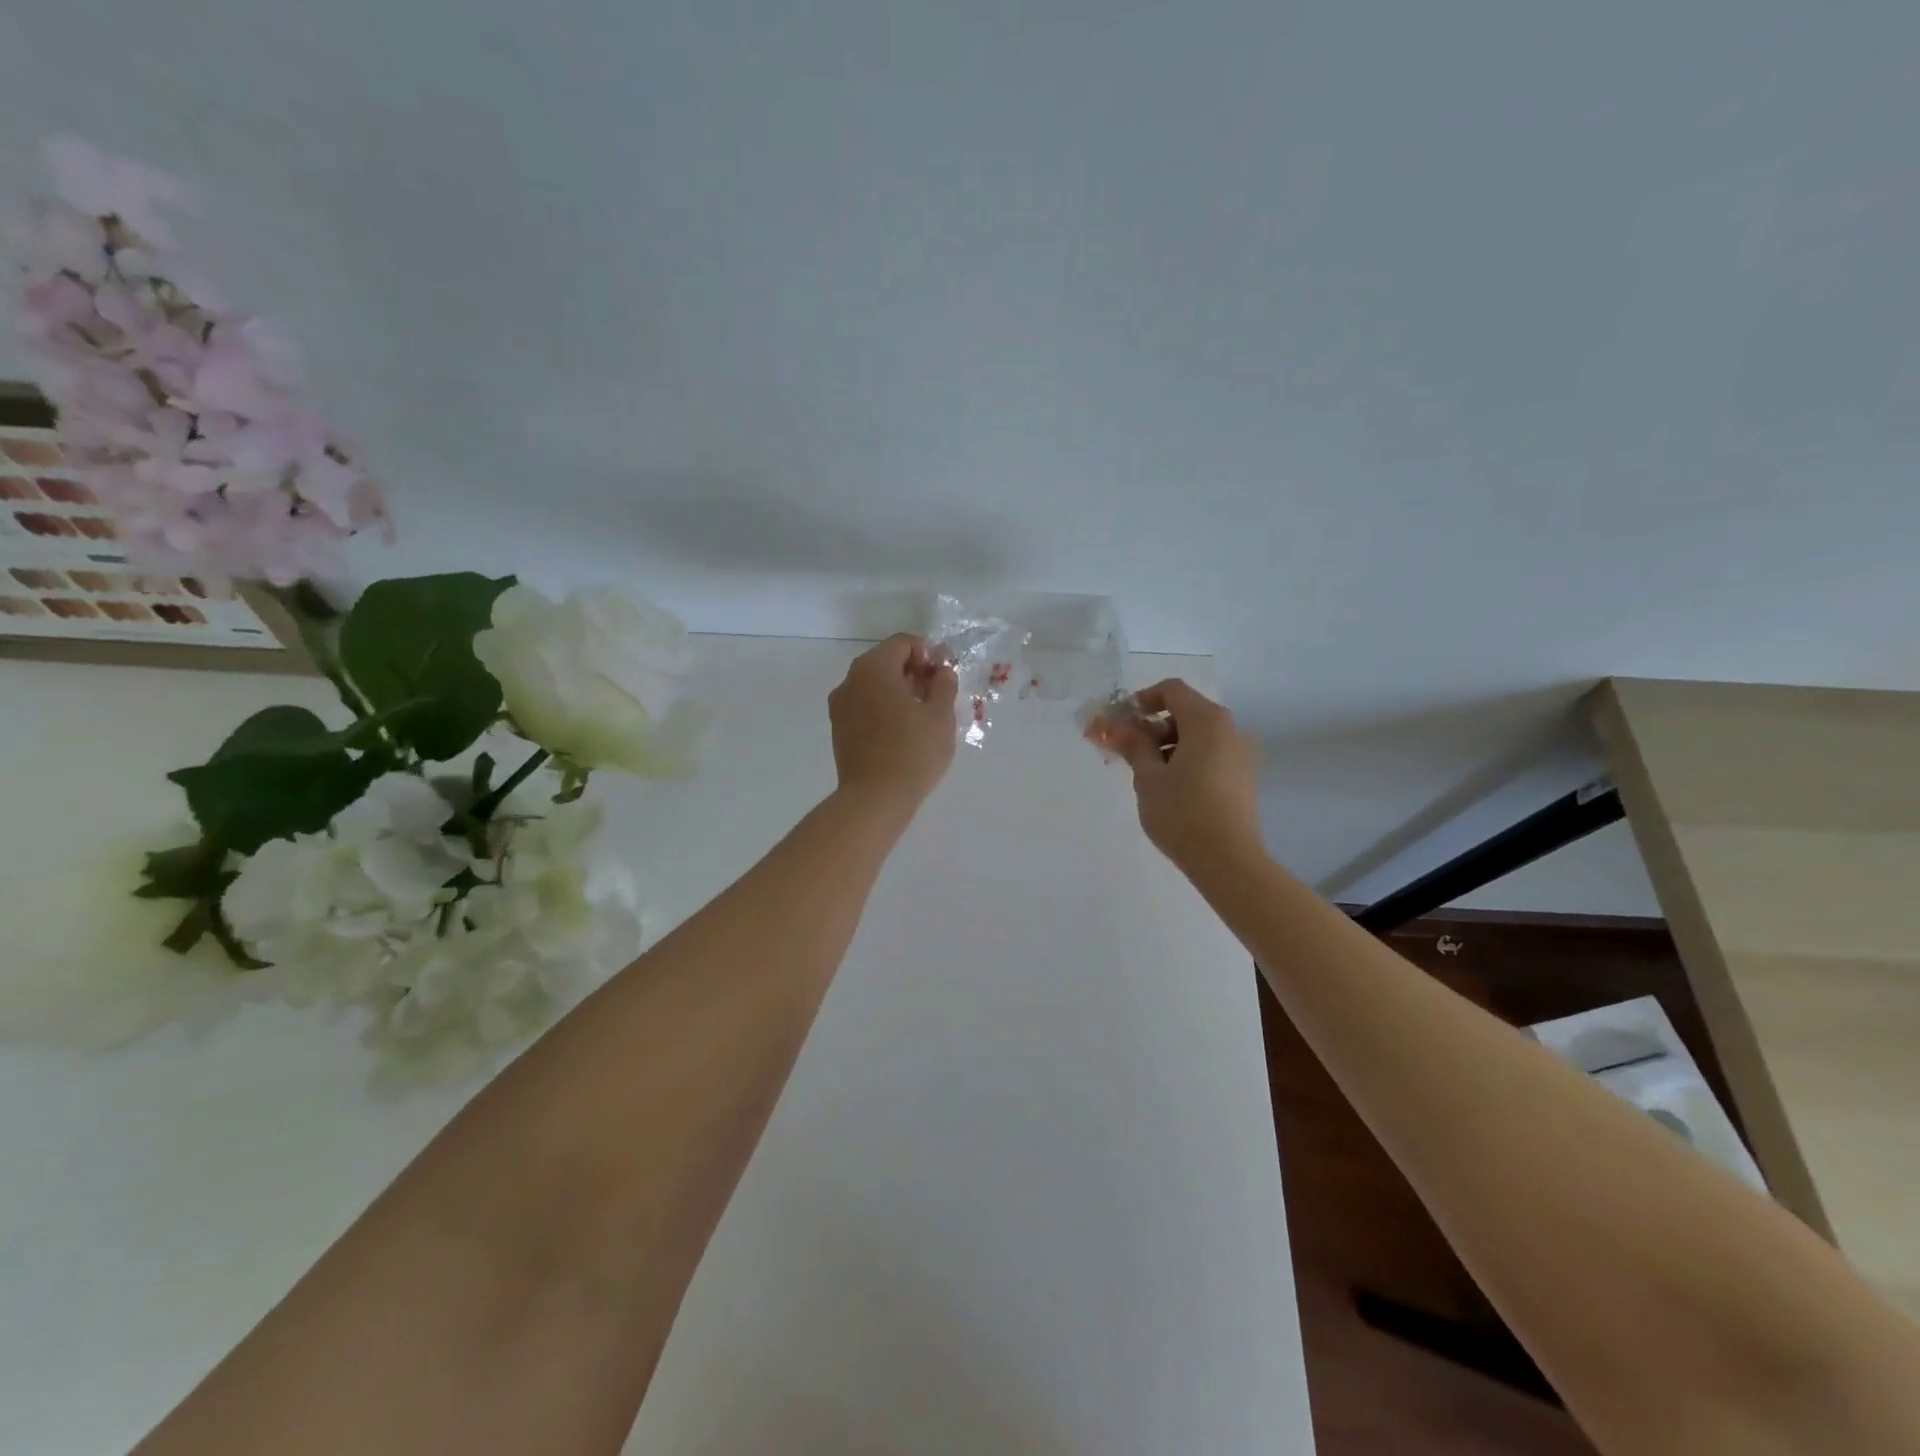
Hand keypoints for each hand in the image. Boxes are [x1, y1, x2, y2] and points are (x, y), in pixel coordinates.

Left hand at [829, 634, 959, 811]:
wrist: (875, 799)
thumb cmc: (913, 752)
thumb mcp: (940, 716)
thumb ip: (944, 685)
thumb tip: (941, 672)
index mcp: (874, 668)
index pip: (903, 643)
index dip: (928, 652)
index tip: (946, 673)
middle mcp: (851, 679)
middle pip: (885, 660)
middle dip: (913, 670)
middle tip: (938, 692)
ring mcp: (840, 704)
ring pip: (873, 684)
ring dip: (898, 689)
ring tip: (923, 712)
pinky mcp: (839, 728)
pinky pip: (864, 704)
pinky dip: (884, 706)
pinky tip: (903, 728)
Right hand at [1088, 679, 1262, 870]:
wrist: (1228, 861)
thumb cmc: (1182, 813)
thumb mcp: (1148, 777)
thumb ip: (1132, 744)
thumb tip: (1114, 726)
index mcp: (1208, 721)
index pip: (1172, 691)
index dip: (1142, 700)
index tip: (1119, 723)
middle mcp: (1230, 730)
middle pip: (1185, 712)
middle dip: (1152, 726)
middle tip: (1125, 751)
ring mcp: (1241, 755)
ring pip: (1198, 736)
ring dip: (1168, 745)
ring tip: (1145, 774)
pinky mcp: (1244, 777)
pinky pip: (1210, 754)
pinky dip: (1187, 759)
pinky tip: (1170, 787)